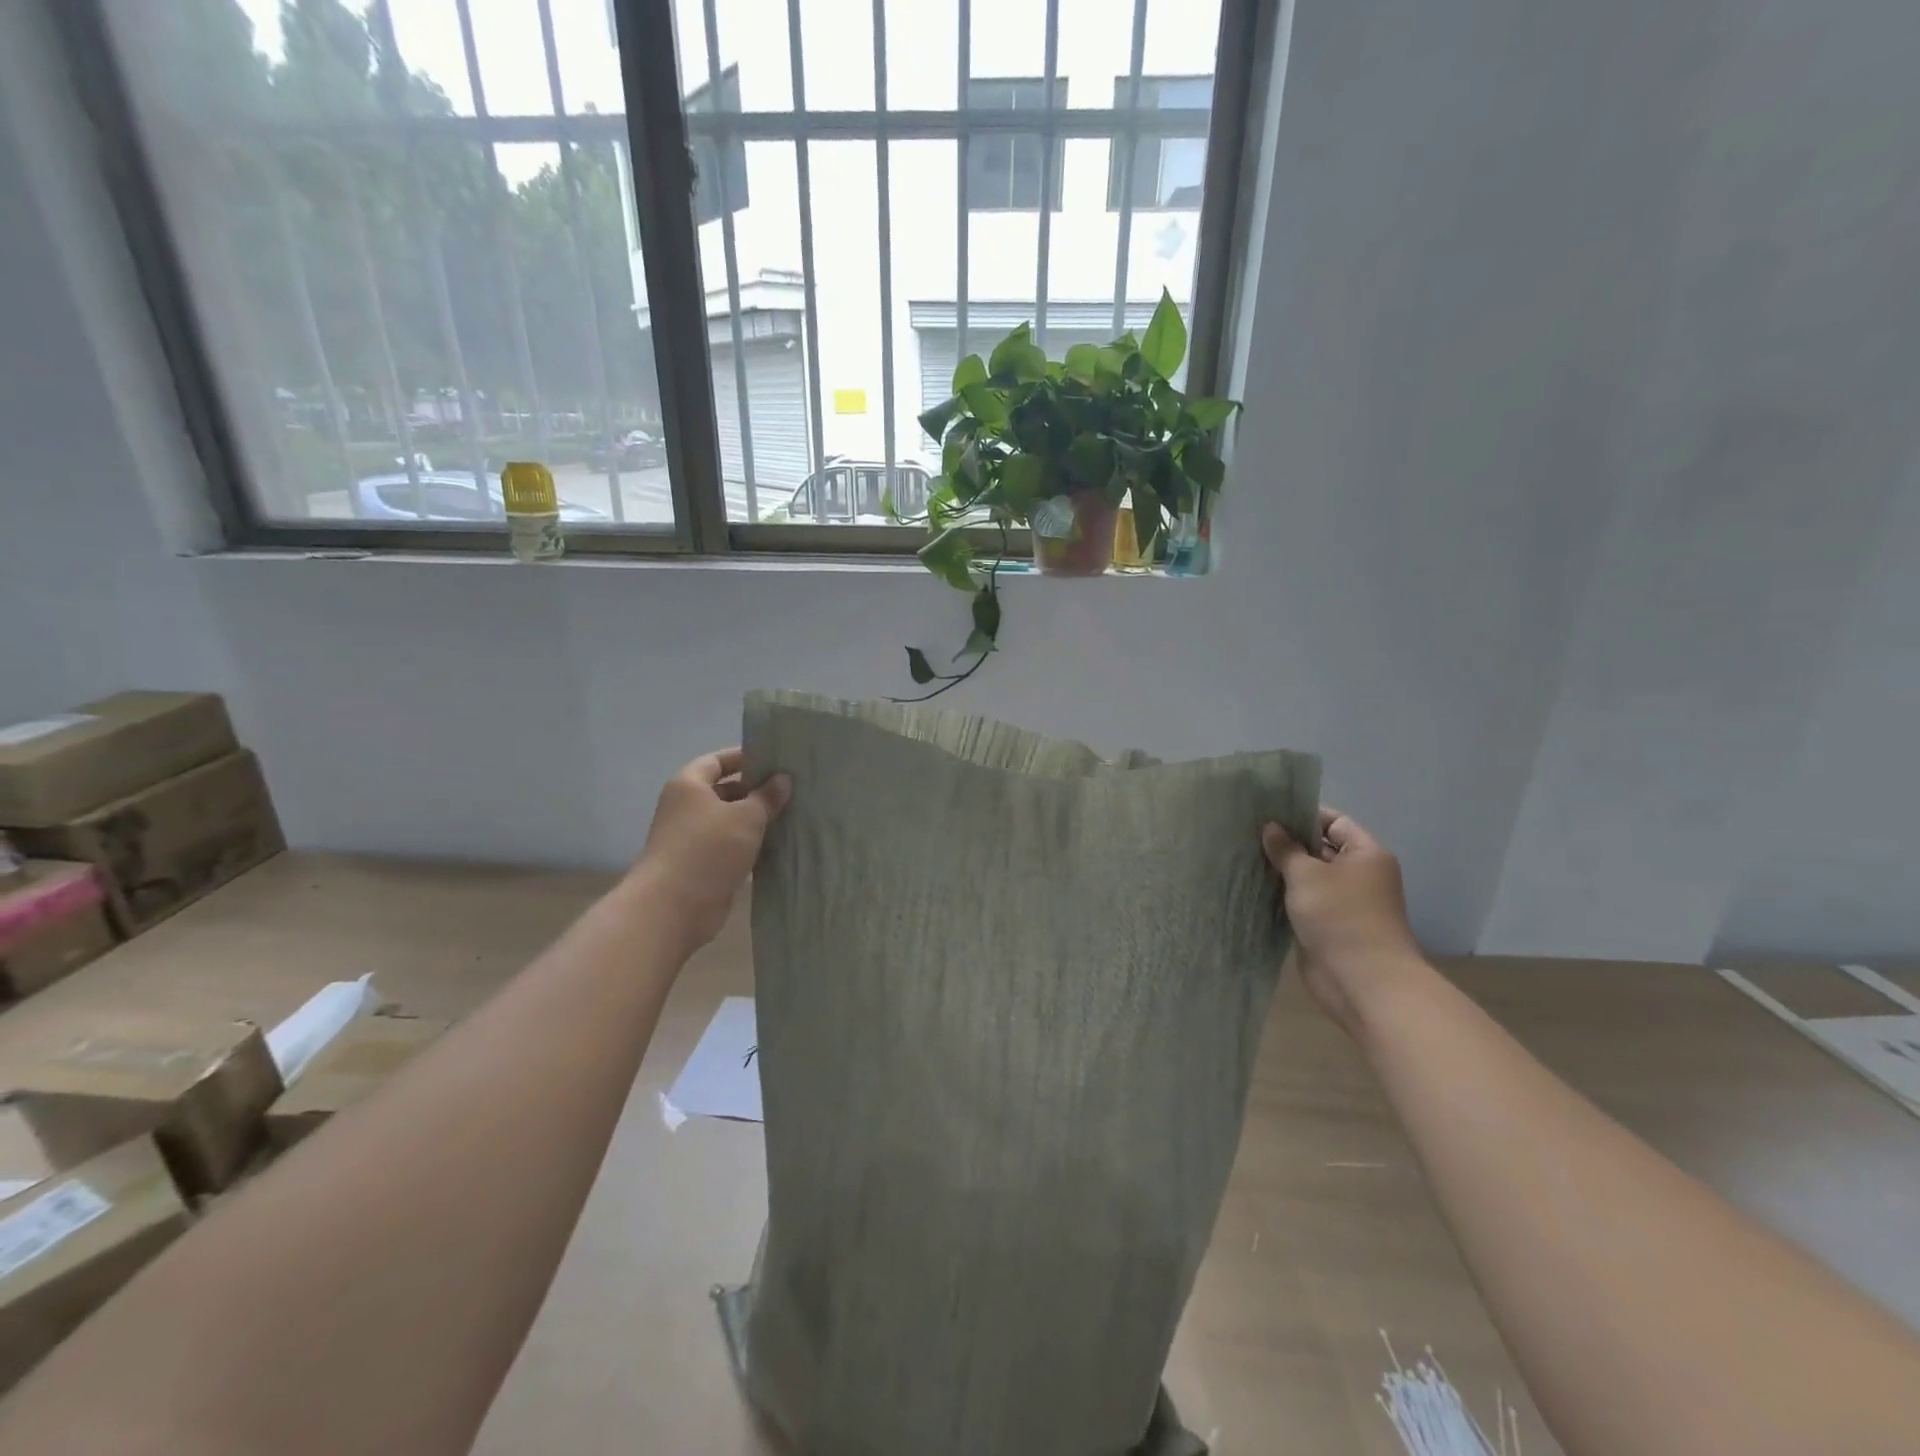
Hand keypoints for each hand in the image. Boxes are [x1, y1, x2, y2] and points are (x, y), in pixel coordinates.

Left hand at [635, 748, 790, 952]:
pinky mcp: (702, 866)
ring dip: (756, 821)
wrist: (673, 907)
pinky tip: (779, 845)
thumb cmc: (708, 848)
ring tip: (792, 815)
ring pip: (730, 822)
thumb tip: (782, 779)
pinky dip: (751, 846)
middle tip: (791, 790)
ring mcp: (693, 839)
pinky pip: (731, 848)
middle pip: (724, 791)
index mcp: (689, 786)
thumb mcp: (745, 817)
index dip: (743, 757)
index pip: (717, 761)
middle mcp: (687, 808)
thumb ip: (766, 797)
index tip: (774, 759)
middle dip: (755, 791)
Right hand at [1261, 809, 1423, 1037]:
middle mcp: (1358, 875)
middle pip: (1320, 849)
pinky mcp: (1328, 926)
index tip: (1267, 811)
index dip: (1302, 815)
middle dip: (1287, 842)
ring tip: (1244, 856)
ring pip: (1308, 878)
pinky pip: (1303, 902)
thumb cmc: (1339, 917)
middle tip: (1246, 832)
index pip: (1333, 822)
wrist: (1361, 981)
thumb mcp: (1306, 875)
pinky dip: (1283, 895)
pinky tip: (1254, 887)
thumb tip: (1271, 827)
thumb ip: (1285, 848)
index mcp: (1365, 854)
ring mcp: (1344, 903)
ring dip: (1282, 871)